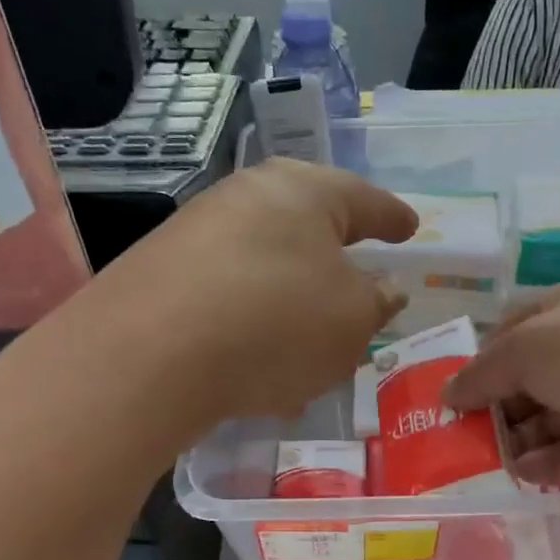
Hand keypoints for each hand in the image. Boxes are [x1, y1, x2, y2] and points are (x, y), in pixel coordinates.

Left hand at [100, 159, 416, 419]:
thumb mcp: (353, 320)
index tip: (409, 229)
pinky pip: (229, 295)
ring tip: (312, 345)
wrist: (150, 354)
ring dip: (294, 303)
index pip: (365, 201)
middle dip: (336, 261)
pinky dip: (254, 325)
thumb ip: (377, 302)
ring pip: (267, 266)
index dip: (392, 219)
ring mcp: (198, 232)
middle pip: (308, 227)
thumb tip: (381, 289)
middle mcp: (247, 197)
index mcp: (305, 192)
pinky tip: (259, 367)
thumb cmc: (277, 323)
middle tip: (361, 285)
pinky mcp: (162, 273)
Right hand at [444, 280, 559, 487]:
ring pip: (540, 422)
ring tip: (478, 459)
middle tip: (458, 432)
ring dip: (510, 439)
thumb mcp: (523, 348)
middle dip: (491, 406)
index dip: (482, 360)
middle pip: (523, 382)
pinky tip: (518, 472)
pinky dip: (539, 465)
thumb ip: (480, 374)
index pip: (513, 333)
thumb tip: (447, 395)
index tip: (454, 390)